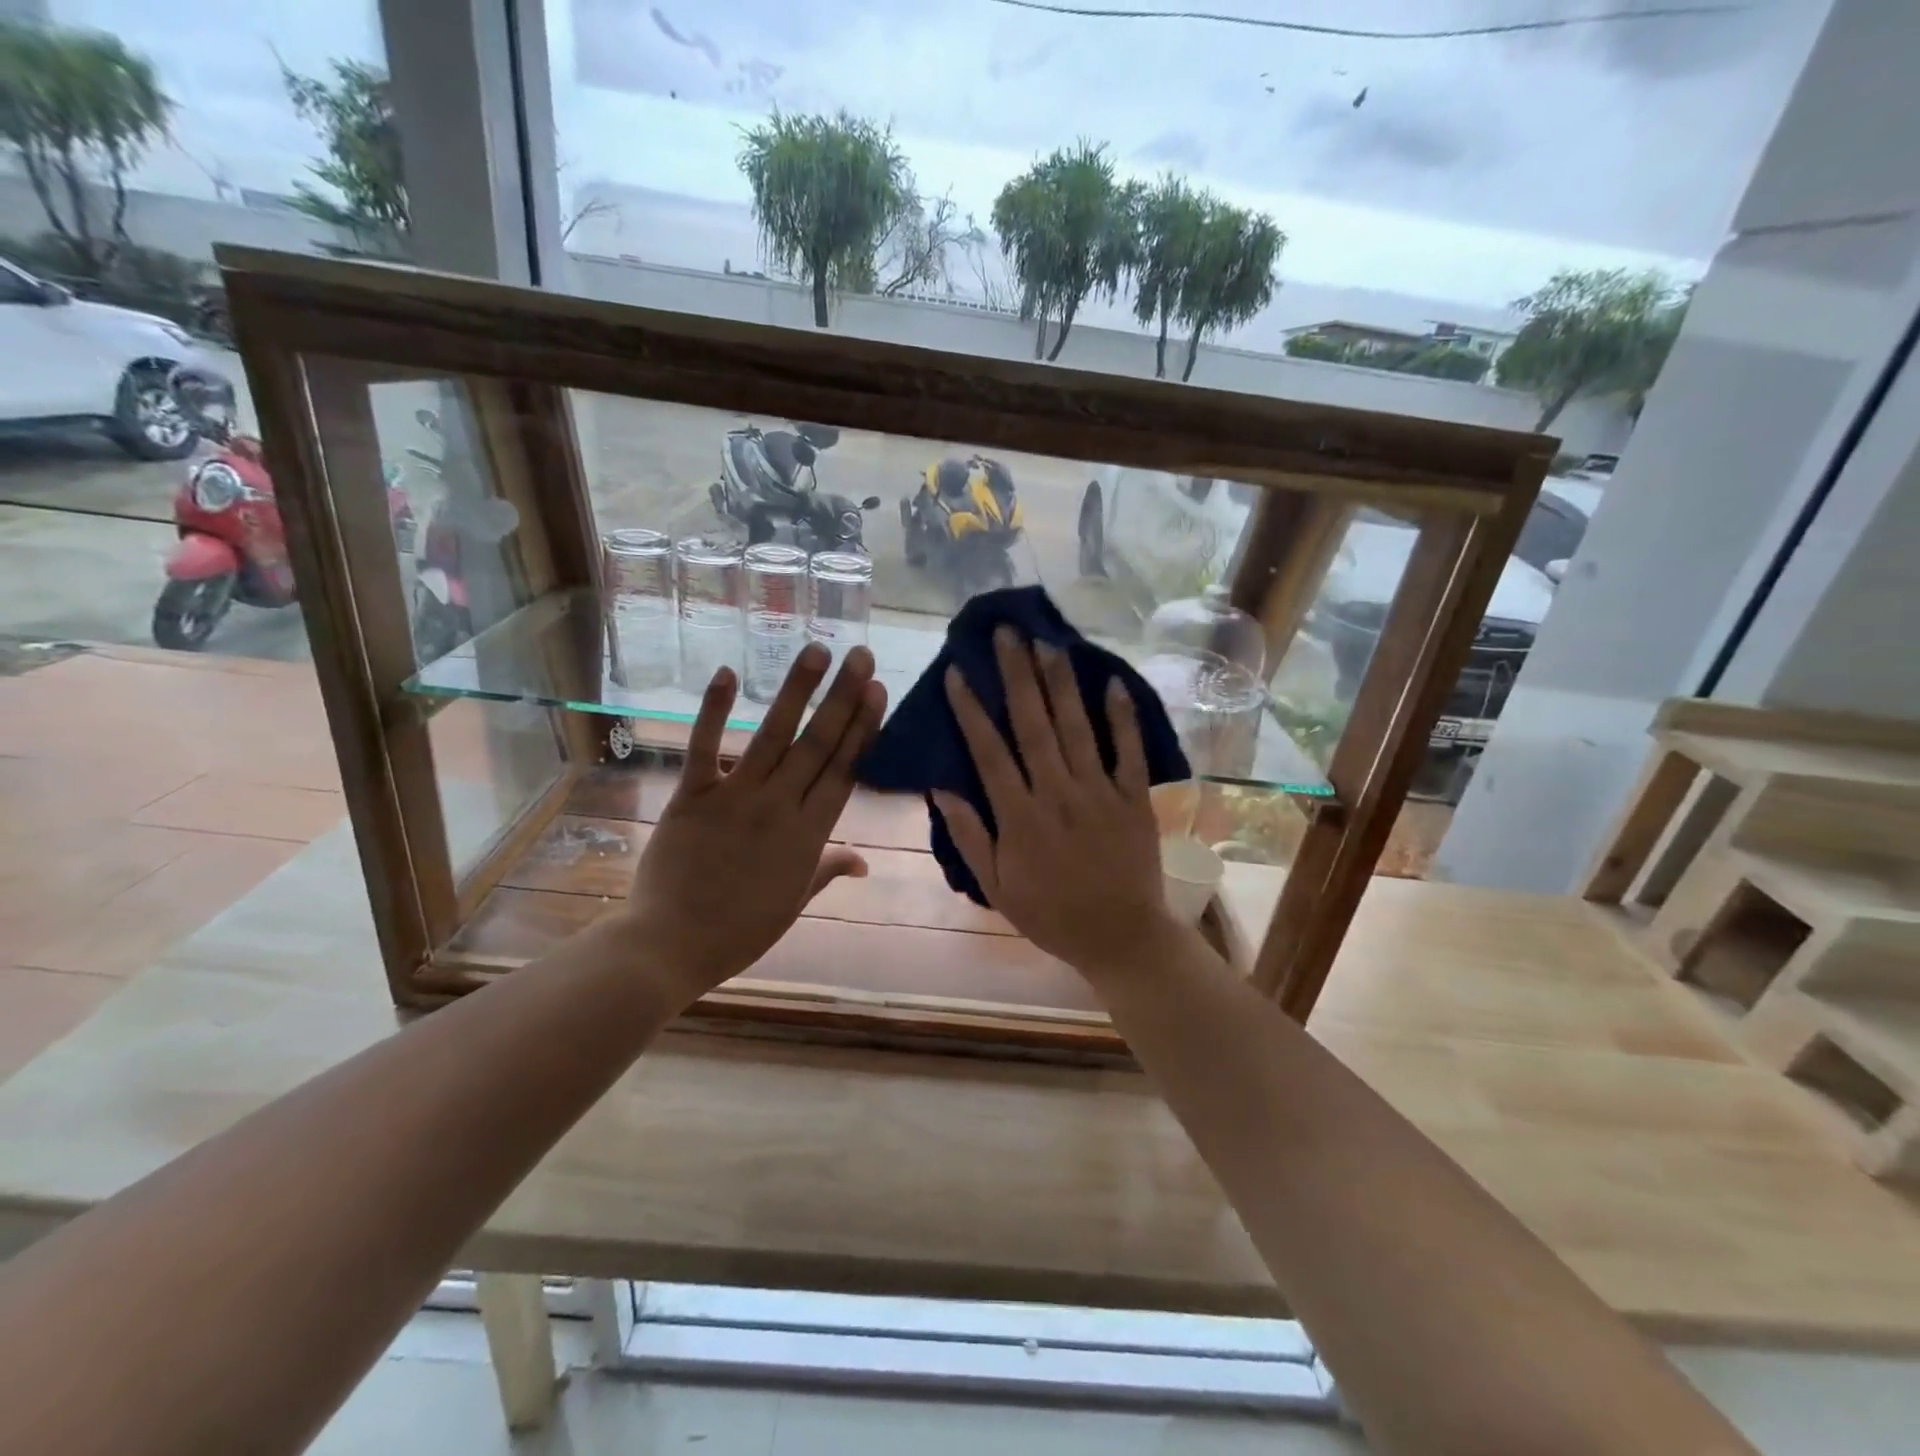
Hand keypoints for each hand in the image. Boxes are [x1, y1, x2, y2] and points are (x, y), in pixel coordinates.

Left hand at [621, 642, 886, 999]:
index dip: (863, 728)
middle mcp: (779, 807)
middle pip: (818, 744)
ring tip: (817, 650)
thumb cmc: (740, 931)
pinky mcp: (692, 796)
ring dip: (797, 691)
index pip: (844, 771)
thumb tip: (864, 862)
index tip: (876, 692)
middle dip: (842, 697)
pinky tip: (729, 672)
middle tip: (860, 656)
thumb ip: (828, 870)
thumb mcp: (794, 903)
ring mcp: (735, 797)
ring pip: (772, 735)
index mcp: (808, 835)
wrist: (670, 946)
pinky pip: (703, 746)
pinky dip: (713, 709)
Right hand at [933, 627, 1179, 980]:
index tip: (959, 672)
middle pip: (1033, 725)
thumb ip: (969, 836)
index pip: (989, 751)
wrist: (1120, 937)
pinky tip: (1113, 683)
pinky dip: (1123, 718)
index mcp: (1019, 816)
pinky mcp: (1134, 798)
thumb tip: (942, 788)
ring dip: (1061, 684)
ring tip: (1048, 643)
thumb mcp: (996, 887)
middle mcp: (1057, 793)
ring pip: (1077, 728)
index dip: (971, 709)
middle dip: (1017, 675)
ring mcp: (1099, 793)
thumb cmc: (1051, 915)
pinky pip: (1129, 752)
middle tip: (1007, 633)